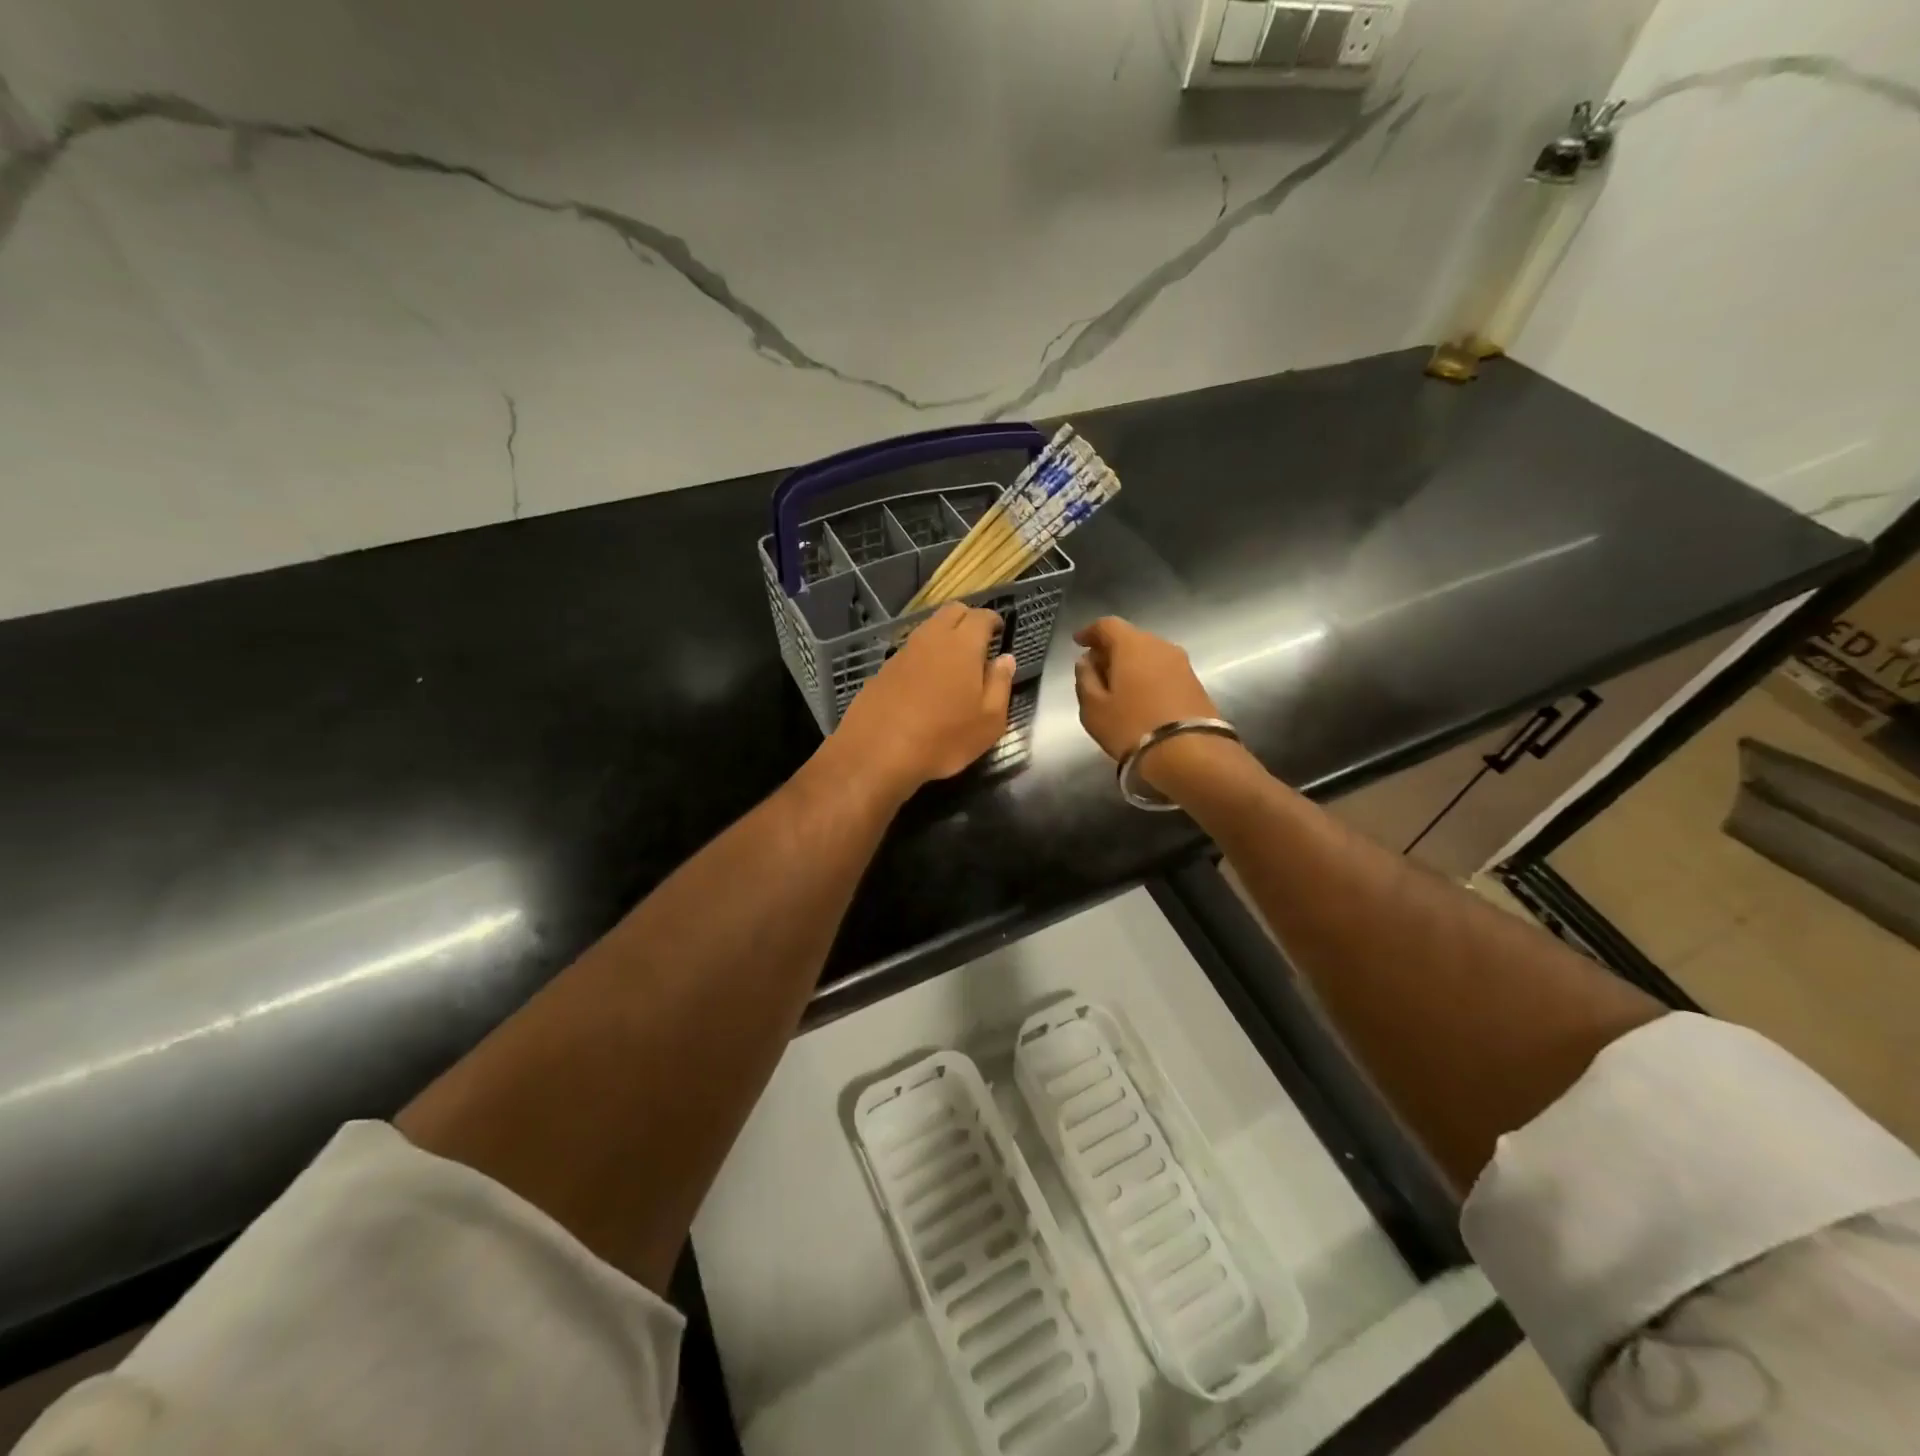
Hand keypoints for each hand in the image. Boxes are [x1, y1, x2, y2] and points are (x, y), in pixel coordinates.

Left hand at [828, 603, 1014, 798]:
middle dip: (968, 619)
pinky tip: (926, 681)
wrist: (877, 752)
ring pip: (928, 628)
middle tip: (979, 641)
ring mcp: (903, 652)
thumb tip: (1005, 659)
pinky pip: (911, 651)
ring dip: (944, 636)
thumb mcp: (989, 721)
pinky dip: (924, 656)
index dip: (993, 620)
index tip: (999, 630)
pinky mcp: (883, 669)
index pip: (981, 616)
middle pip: (952, 611)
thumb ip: (1001, 684)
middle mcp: (931, 638)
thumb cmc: (943, 738)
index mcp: (962, 645)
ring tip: (954, 663)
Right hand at [1073, 617, 1226, 786]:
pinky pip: (1163, 670)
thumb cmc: (1131, 726)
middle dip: (1111, 649)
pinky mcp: (1195, 682)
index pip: (1107, 625)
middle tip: (1096, 668)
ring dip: (1131, 664)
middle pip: (1130, 638)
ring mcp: (1182, 663)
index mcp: (1132, 645)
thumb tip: (1086, 662)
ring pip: (1149, 654)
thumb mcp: (1094, 707)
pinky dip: (1148, 676)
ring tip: (1117, 685)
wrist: (1188, 753)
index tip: (1078, 642)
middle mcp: (1160, 645)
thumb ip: (1085, 679)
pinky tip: (1140, 696)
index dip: (1090, 631)